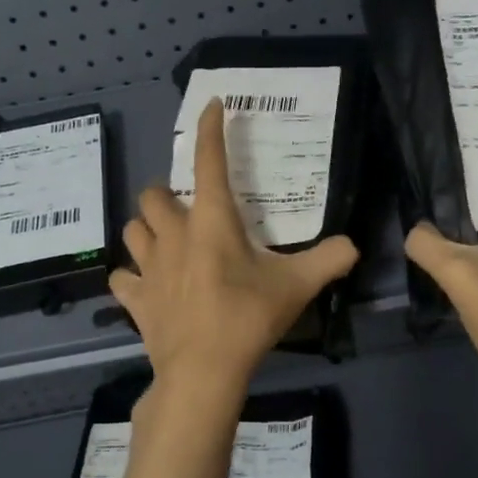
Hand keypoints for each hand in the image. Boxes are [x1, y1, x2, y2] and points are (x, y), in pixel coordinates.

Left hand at [112, 98, 359, 395]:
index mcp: (212, 222)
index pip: (208, 161)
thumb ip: (329, 260)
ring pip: (133, 229)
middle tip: (188, 210)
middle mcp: (173, 235)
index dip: (209, 129)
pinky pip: (123, 278)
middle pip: (152, 194)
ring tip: (166, 241)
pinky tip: (148, 285)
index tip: (211, 106)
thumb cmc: (248, 318)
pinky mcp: (135, 299)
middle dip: (167, 194)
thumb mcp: (297, 287)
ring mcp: (148, 267)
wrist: (203, 372)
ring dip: (147, 229)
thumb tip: (354, 246)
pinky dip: (133, 276)